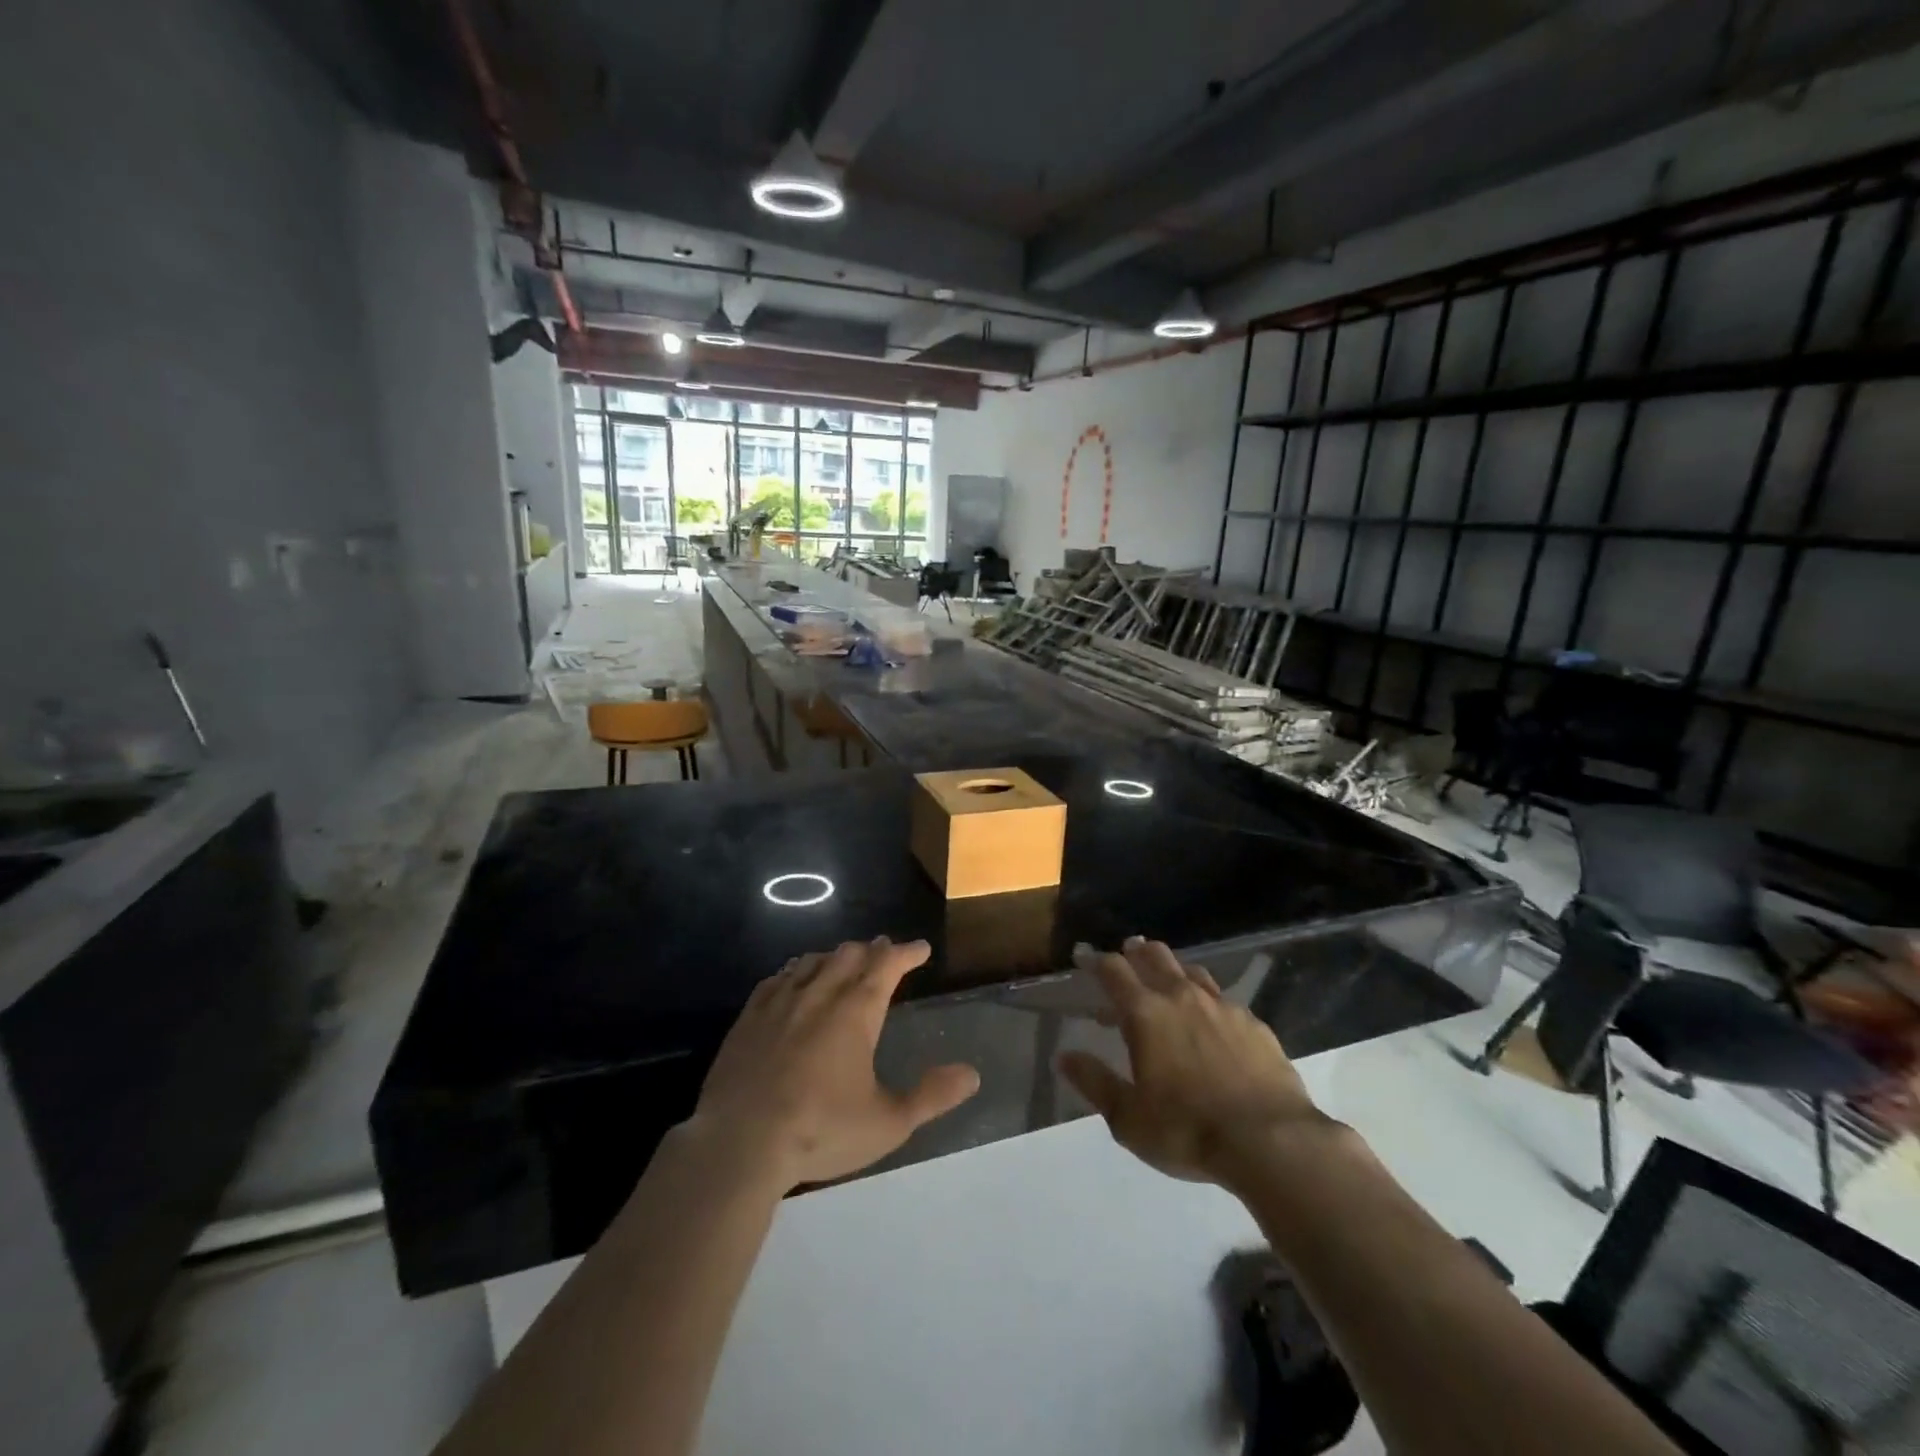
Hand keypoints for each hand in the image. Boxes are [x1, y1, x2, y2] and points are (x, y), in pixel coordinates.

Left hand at [690, 937, 980, 1190]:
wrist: (739, 1143)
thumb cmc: (820, 1131)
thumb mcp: (888, 1122)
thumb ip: (931, 1096)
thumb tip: (972, 1074)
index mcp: (856, 1011)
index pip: (887, 964)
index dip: (906, 952)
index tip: (920, 948)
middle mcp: (820, 993)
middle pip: (849, 954)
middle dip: (872, 950)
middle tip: (884, 952)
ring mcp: (780, 1001)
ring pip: (813, 961)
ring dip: (835, 957)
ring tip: (844, 962)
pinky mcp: (749, 1017)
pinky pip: (777, 978)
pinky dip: (796, 971)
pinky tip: (794, 980)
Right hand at [1059, 938, 1328, 1187]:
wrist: (1271, 1142)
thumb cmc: (1187, 1130)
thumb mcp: (1128, 1117)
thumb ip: (1094, 1082)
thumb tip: (1064, 1056)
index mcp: (1145, 1013)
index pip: (1113, 970)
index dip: (1094, 960)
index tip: (1083, 956)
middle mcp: (1182, 997)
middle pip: (1154, 956)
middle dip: (1136, 951)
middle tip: (1127, 953)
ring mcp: (1223, 1007)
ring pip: (1191, 971)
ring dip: (1172, 970)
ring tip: (1166, 980)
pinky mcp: (1254, 1024)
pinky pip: (1223, 999)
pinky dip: (1207, 1000)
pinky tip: (1211, 1020)